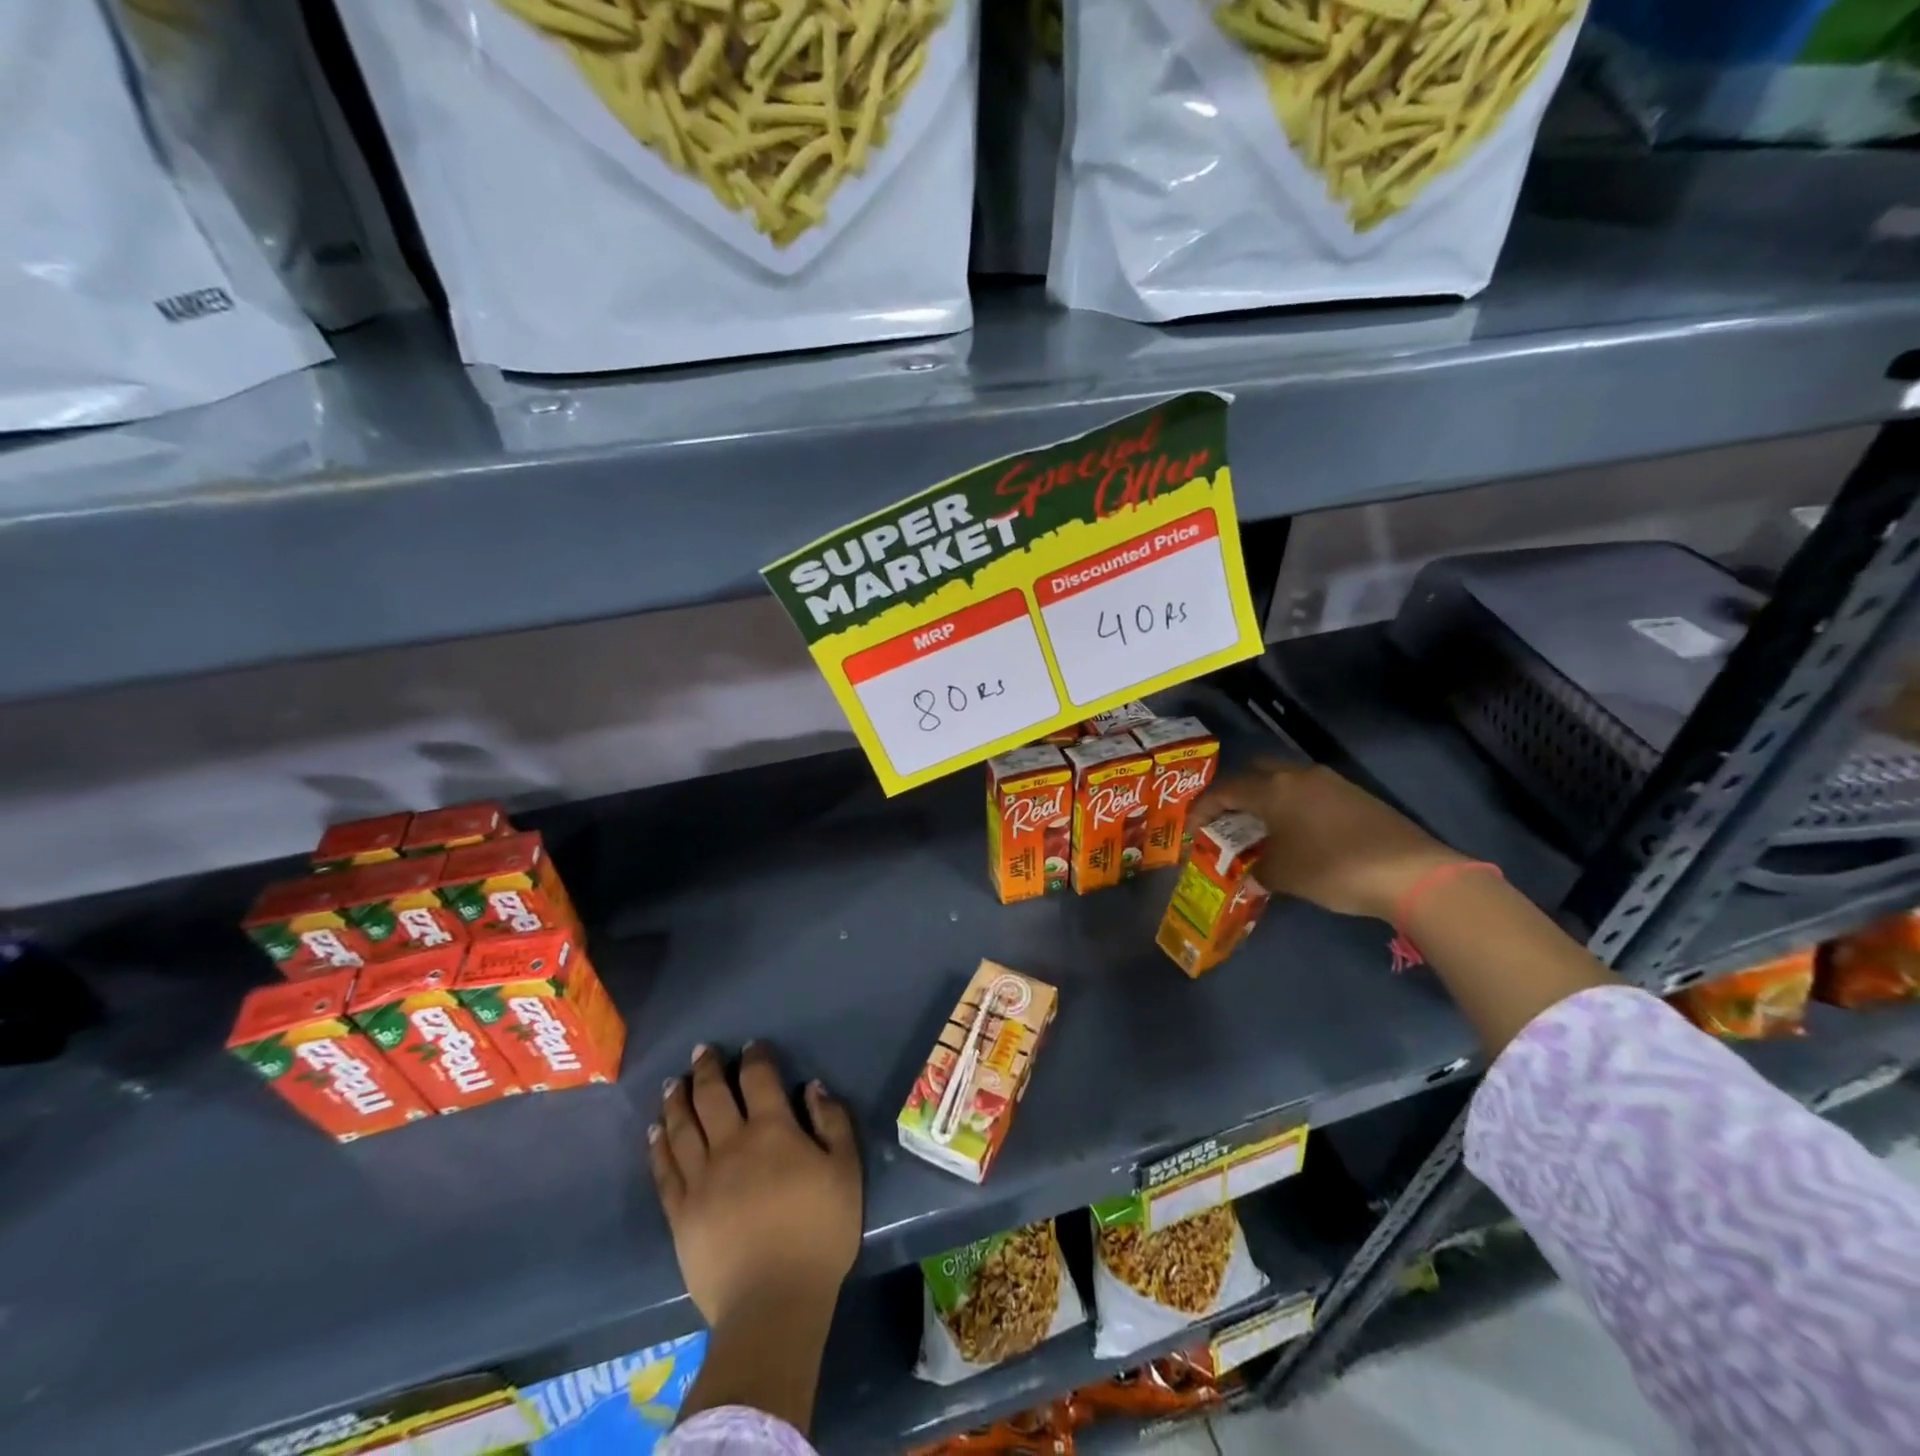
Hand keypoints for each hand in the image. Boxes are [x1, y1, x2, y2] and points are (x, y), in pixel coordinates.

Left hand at [651, 1043, 862, 1330]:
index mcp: (772, 1131)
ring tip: (674, 1082)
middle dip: (707, 1069)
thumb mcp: (846, 1171)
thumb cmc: (819, 1233)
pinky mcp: (680, 1213)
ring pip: (682, 1127)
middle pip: (712, 1096)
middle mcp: (731, 1145)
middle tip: (701, 1051)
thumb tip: (812, 1087)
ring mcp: (701, 1179)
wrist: (773, 1303)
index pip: (759, 1079)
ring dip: (677, 1100)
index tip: (751, 1046)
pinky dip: (658, 1146)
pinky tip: (654, 1131)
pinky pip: (664, 1170)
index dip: (755, 1058)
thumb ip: (833, 1122)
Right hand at [1192, 761, 1464, 920]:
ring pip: (1285, 781)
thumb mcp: (1282, 875)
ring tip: (1261, 828)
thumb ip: (1257, 869)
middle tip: (1227, 819)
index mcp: (1273, 789)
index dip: (1202, 810)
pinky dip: (1293, 806)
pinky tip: (1298, 833)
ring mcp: (1330, 782)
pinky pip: (1309, 793)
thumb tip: (1252, 872)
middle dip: (1236, 793)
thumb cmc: (1331, 868)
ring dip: (1268, 798)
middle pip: (1255, 773)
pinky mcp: (1354, 795)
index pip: (1225, 791)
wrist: (1409, 872)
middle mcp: (1298, 776)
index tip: (1190, 830)